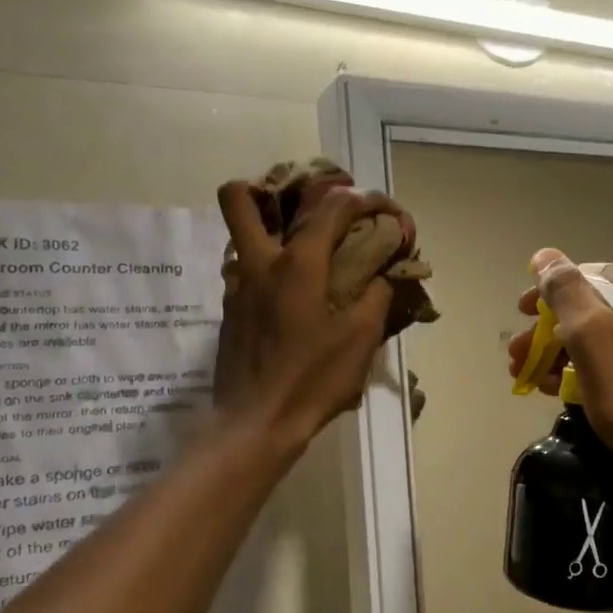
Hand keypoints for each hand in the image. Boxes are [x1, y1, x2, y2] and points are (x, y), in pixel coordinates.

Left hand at [213, 179, 399, 448]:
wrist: (256, 424)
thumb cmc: (313, 380)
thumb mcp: (361, 339)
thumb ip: (376, 294)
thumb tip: (384, 271)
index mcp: (297, 264)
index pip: (331, 207)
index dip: (363, 199)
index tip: (383, 211)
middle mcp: (259, 264)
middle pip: (239, 198)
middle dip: (268, 187)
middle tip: (305, 206)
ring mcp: (237, 287)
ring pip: (238, 234)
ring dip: (267, 228)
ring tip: (302, 248)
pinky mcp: (229, 312)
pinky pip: (243, 270)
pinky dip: (266, 266)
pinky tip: (290, 293)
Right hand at [506, 249, 612, 504]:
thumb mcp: (597, 345)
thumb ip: (568, 296)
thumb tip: (545, 257)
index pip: (586, 277)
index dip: (546, 298)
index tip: (518, 322)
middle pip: (597, 307)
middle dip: (552, 332)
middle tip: (518, 359)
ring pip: (610, 335)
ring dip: (568, 353)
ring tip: (534, 381)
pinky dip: (595, 369)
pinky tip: (568, 391)